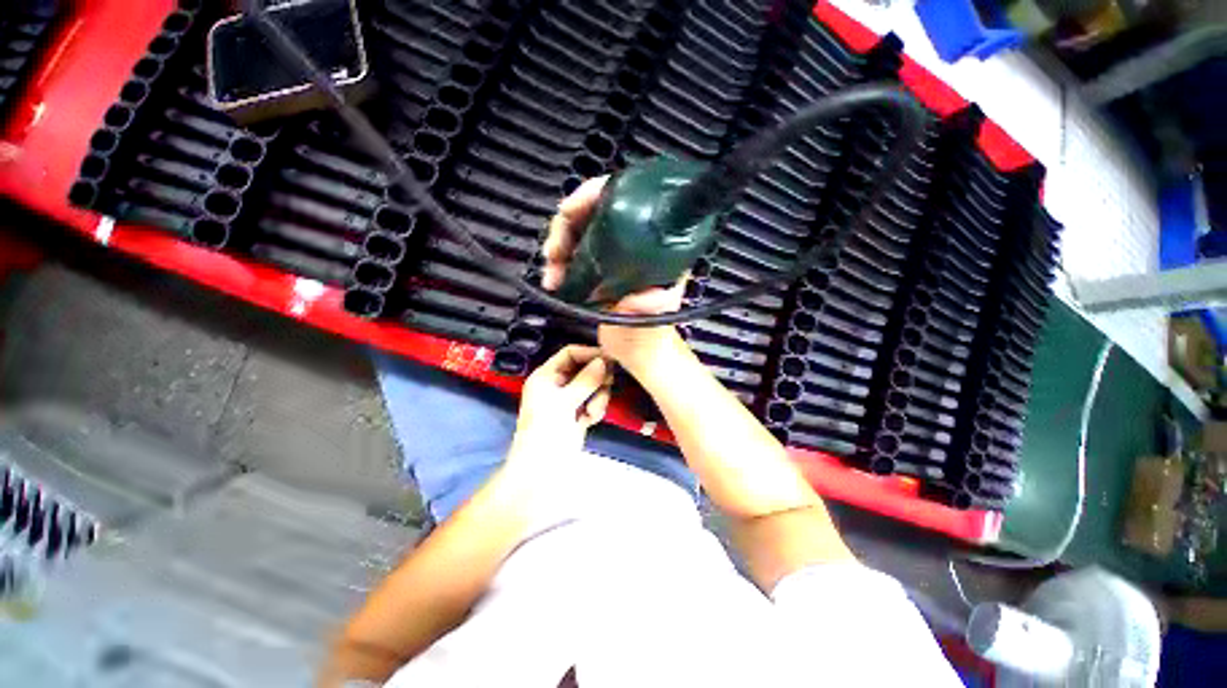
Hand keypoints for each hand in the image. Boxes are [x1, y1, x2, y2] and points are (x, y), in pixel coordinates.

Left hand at [508, 345, 612, 467]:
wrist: (541, 472)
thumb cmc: (546, 433)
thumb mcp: (564, 403)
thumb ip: (586, 380)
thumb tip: (604, 360)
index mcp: (546, 376)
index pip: (570, 353)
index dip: (589, 354)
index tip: (610, 359)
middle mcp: (557, 385)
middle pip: (585, 369)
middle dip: (596, 380)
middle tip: (606, 386)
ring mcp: (568, 400)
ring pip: (593, 386)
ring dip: (598, 397)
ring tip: (592, 412)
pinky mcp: (578, 414)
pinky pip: (594, 402)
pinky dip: (595, 409)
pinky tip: (590, 421)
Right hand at [542, 176, 686, 376]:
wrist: (636, 353)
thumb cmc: (648, 335)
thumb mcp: (654, 319)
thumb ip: (652, 305)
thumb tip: (639, 295)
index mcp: (653, 241)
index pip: (622, 194)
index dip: (592, 193)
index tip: (568, 213)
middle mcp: (632, 240)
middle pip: (593, 210)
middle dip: (565, 225)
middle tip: (552, 254)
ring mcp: (613, 253)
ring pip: (578, 230)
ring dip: (557, 245)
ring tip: (551, 274)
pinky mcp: (598, 268)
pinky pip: (573, 251)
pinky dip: (558, 260)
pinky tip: (553, 278)